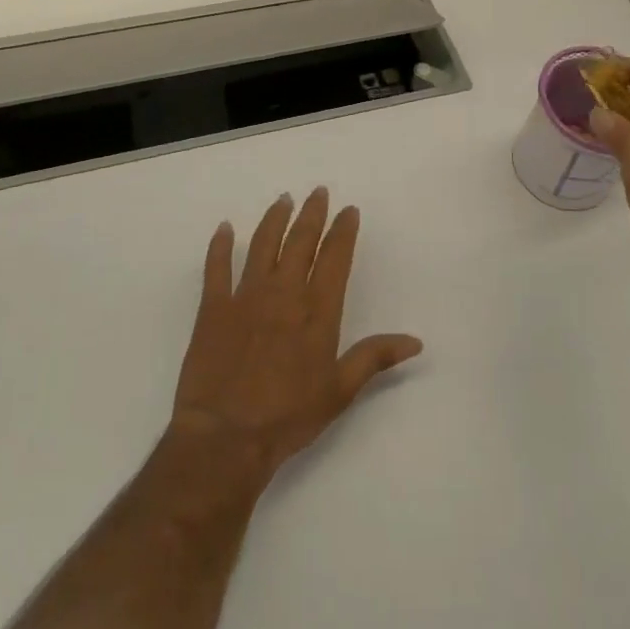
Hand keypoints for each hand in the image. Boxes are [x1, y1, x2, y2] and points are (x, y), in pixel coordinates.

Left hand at [169, 189, 422, 492]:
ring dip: (274, 219)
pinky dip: (220, 245)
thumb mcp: (340, 391)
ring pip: (263, 245)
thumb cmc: (288, 416)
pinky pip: (216, 268)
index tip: (348, 210)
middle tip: (317, 192)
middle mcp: (284, 294)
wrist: (226, 436)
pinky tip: (224, 228)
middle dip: (312, 214)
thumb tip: (415, 341)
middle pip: (300, 241)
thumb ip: (375, 357)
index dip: (343, 231)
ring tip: (283, 199)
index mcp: (317, 311)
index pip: (334, 258)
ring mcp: (246, 297)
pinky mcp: (213, 308)